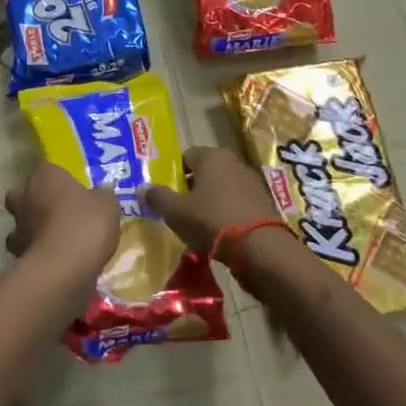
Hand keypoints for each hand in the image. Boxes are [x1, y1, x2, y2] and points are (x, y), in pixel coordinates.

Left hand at [4, 164, 120, 285]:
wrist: (64, 267)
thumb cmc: (86, 224)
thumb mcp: (107, 205)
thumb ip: (102, 196)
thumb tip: (102, 192)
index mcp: (45, 177)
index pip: (46, 169)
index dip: (58, 180)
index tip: (72, 191)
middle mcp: (24, 197)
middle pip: (23, 194)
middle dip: (35, 202)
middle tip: (58, 213)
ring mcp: (17, 227)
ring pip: (20, 223)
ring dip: (32, 229)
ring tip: (55, 240)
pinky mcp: (17, 254)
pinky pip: (26, 249)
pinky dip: (35, 252)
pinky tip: (54, 260)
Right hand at [143, 148, 295, 299]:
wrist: (260, 249)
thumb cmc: (212, 221)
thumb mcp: (176, 212)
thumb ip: (157, 197)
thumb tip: (142, 188)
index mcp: (212, 156)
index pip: (185, 156)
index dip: (172, 173)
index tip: (165, 193)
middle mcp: (234, 162)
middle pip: (204, 171)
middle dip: (190, 187)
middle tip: (178, 209)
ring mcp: (252, 182)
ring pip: (222, 187)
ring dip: (209, 200)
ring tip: (197, 223)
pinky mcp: (264, 203)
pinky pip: (237, 202)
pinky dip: (226, 212)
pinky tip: (219, 232)